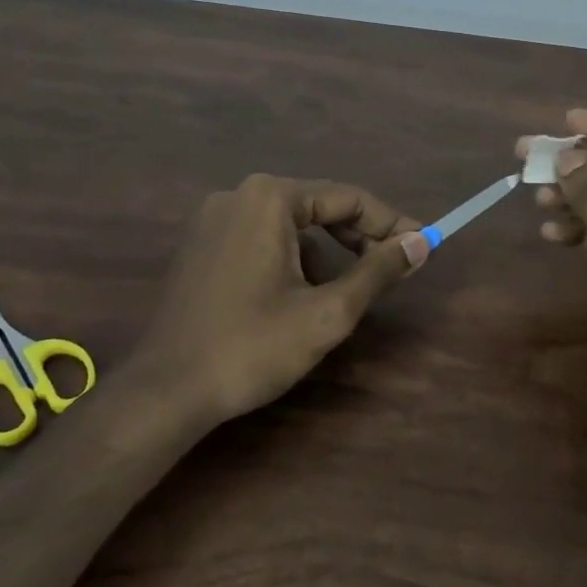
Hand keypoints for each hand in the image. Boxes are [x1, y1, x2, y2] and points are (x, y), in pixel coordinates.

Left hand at [137, 175, 428, 426]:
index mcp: (270, 198)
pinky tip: (300, 296)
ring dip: (326, 251)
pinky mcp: (200, 244)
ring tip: (347, 291)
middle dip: (359, 237)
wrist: (164, 392)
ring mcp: (214, 218)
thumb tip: (421, 243)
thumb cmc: (252, 347)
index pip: (348, 198)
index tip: (422, 247)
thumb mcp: (327, 312)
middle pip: (319, 206)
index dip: (391, 224)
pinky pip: (262, 237)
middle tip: (393, 269)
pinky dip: (292, 258)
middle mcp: (240, 194)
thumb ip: (378, 271)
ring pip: (291, 224)